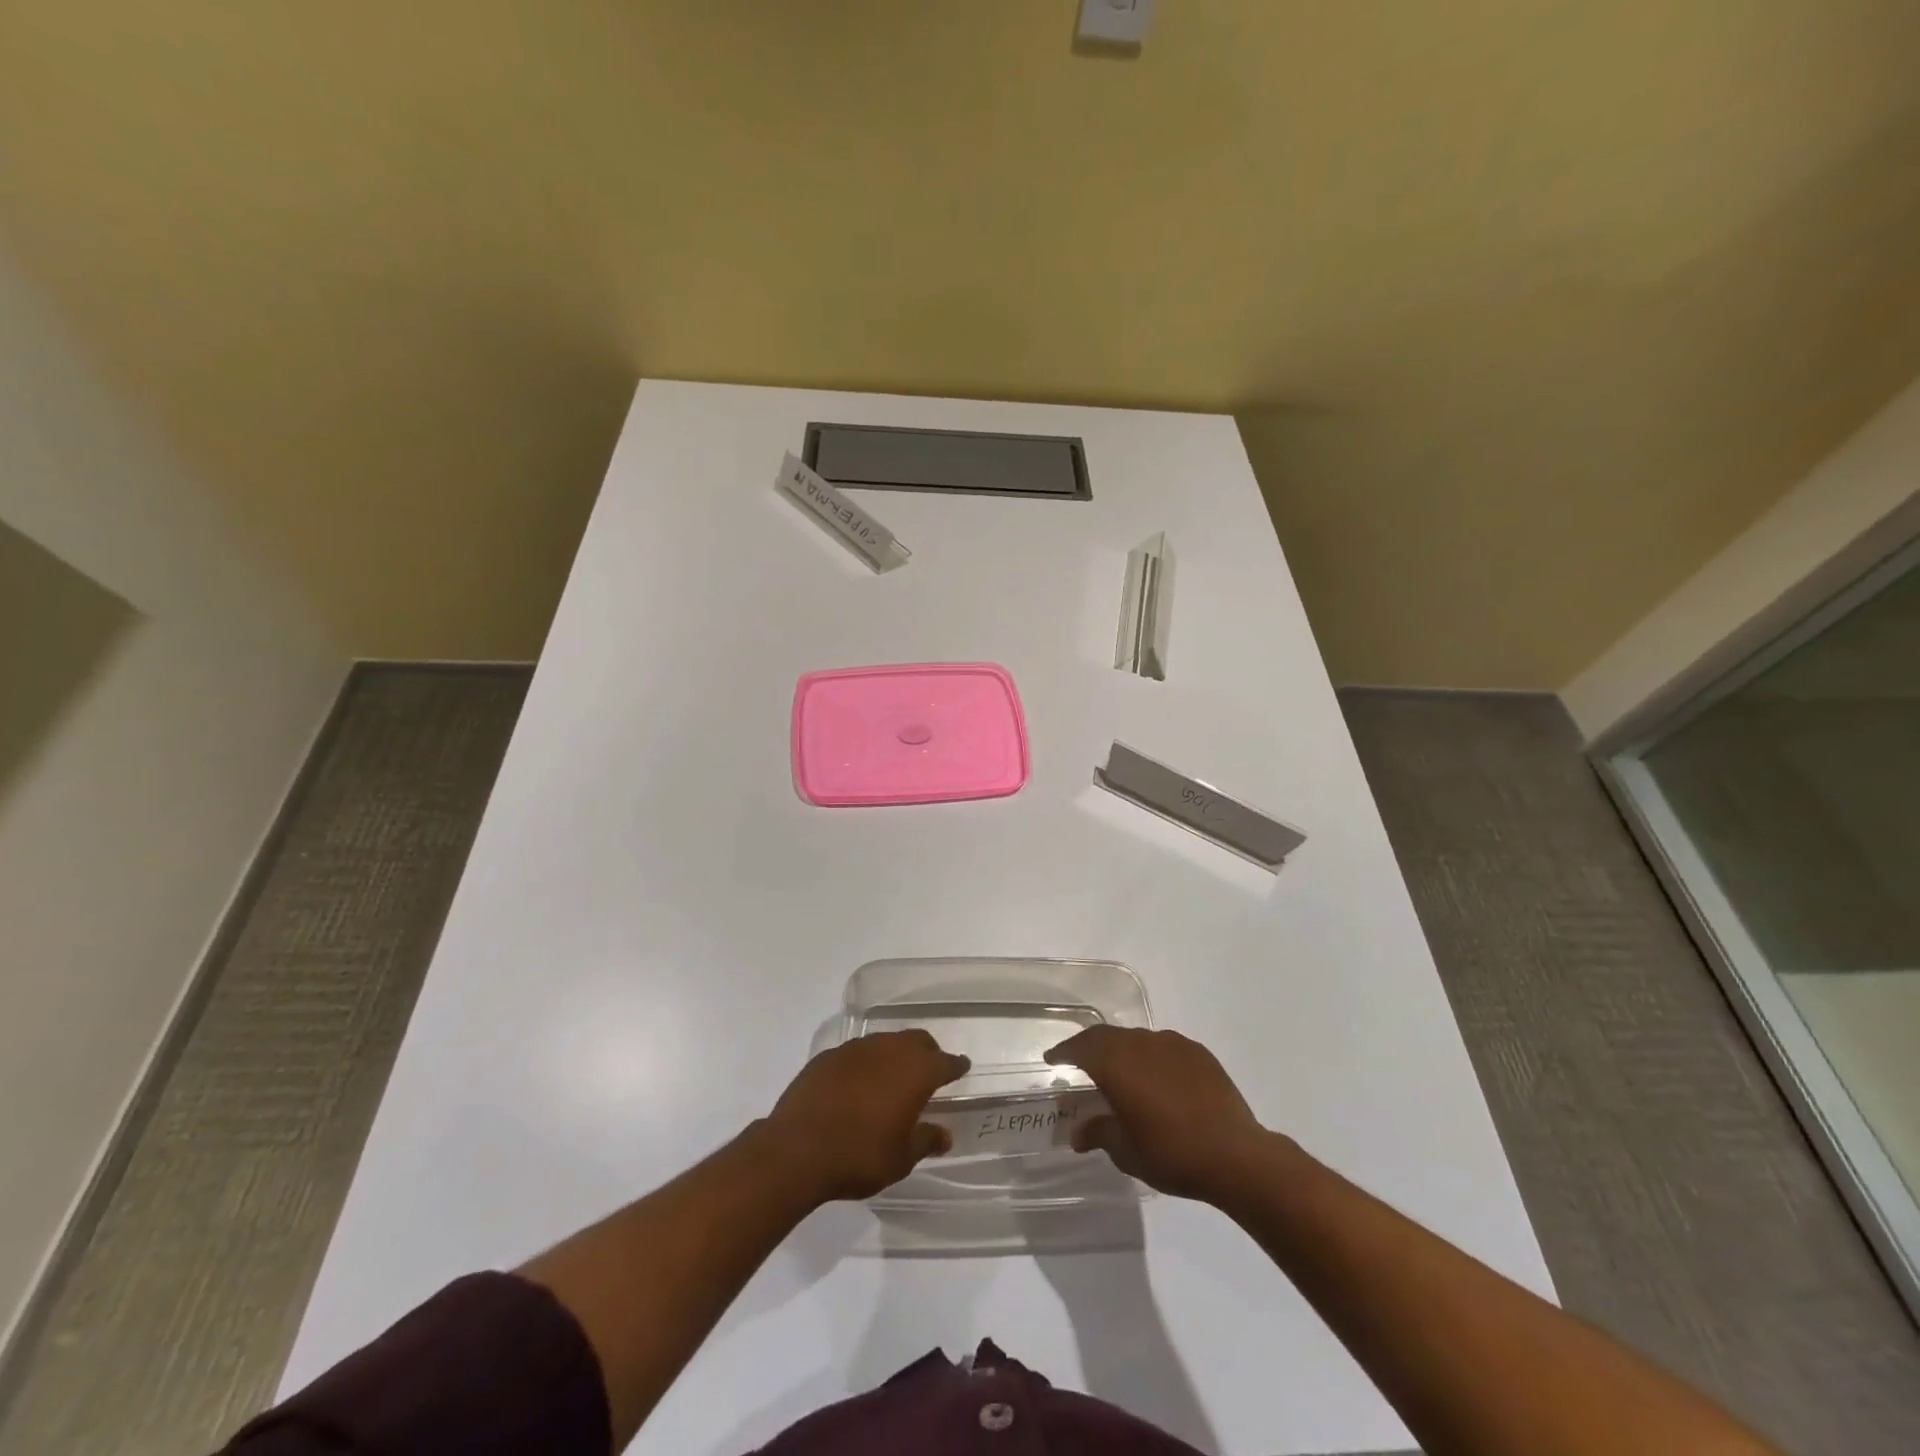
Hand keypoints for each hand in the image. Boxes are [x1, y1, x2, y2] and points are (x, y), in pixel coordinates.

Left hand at [762, 1031, 970, 1202]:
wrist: (797, 1149)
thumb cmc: (860, 1155)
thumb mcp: (901, 1158)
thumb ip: (925, 1140)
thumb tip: (945, 1134)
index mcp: (915, 1071)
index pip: (945, 1062)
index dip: (956, 1065)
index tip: (962, 1067)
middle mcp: (889, 1050)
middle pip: (917, 1041)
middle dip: (928, 1053)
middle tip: (930, 1071)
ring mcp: (856, 1049)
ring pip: (886, 1042)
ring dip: (895, 1055)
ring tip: (893, 1077)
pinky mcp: (828, 1056)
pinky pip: (857, 1053)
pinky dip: (866, 1064)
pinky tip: (859, 1084)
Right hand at [1045, 1025, 1270, 1202]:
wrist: (1234, 1154)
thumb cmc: (1170, 1153)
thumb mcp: (1126, 1151)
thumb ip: (1099, 1133)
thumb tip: (1078, 1133)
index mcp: (1116, 1062)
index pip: (1080, 1047)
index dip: (1063, 1051)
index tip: (1052, 1058)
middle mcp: (1140, 1043)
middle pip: (1106, 1036)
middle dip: (1090, 1047)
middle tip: (1080, 1061)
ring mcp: (1172, 1044)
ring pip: (1136, 1039)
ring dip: (1123, 1051)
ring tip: (1121, 1073)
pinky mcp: (1198, 1053)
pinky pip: (1164, 1047)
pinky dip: (1152, 1058)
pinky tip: (1158, 1080)